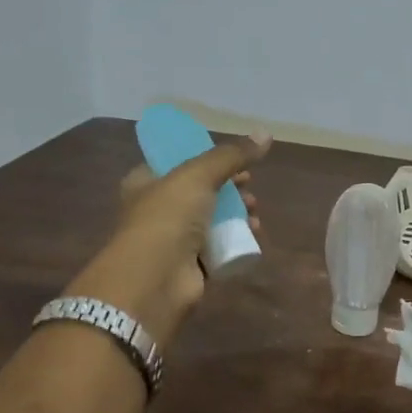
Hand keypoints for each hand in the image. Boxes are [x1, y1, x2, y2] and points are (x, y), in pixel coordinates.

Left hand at [65, 132, 269, 345]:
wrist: (156, 279)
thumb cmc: (168, 217)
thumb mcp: (198, 175)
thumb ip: (232, 155)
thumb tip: (266, 133)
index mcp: (145, 182)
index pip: (177, 163)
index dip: (207, 159)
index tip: (234, 160)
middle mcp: (156, 210)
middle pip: (200, 192)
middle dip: (229, 188)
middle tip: (249, 186)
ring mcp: (173, 240)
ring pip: (211, 220)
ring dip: (236, 214)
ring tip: (254, 212)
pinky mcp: (190, 266)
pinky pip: (218, 248)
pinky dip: (236, 241)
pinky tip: (253, 236)